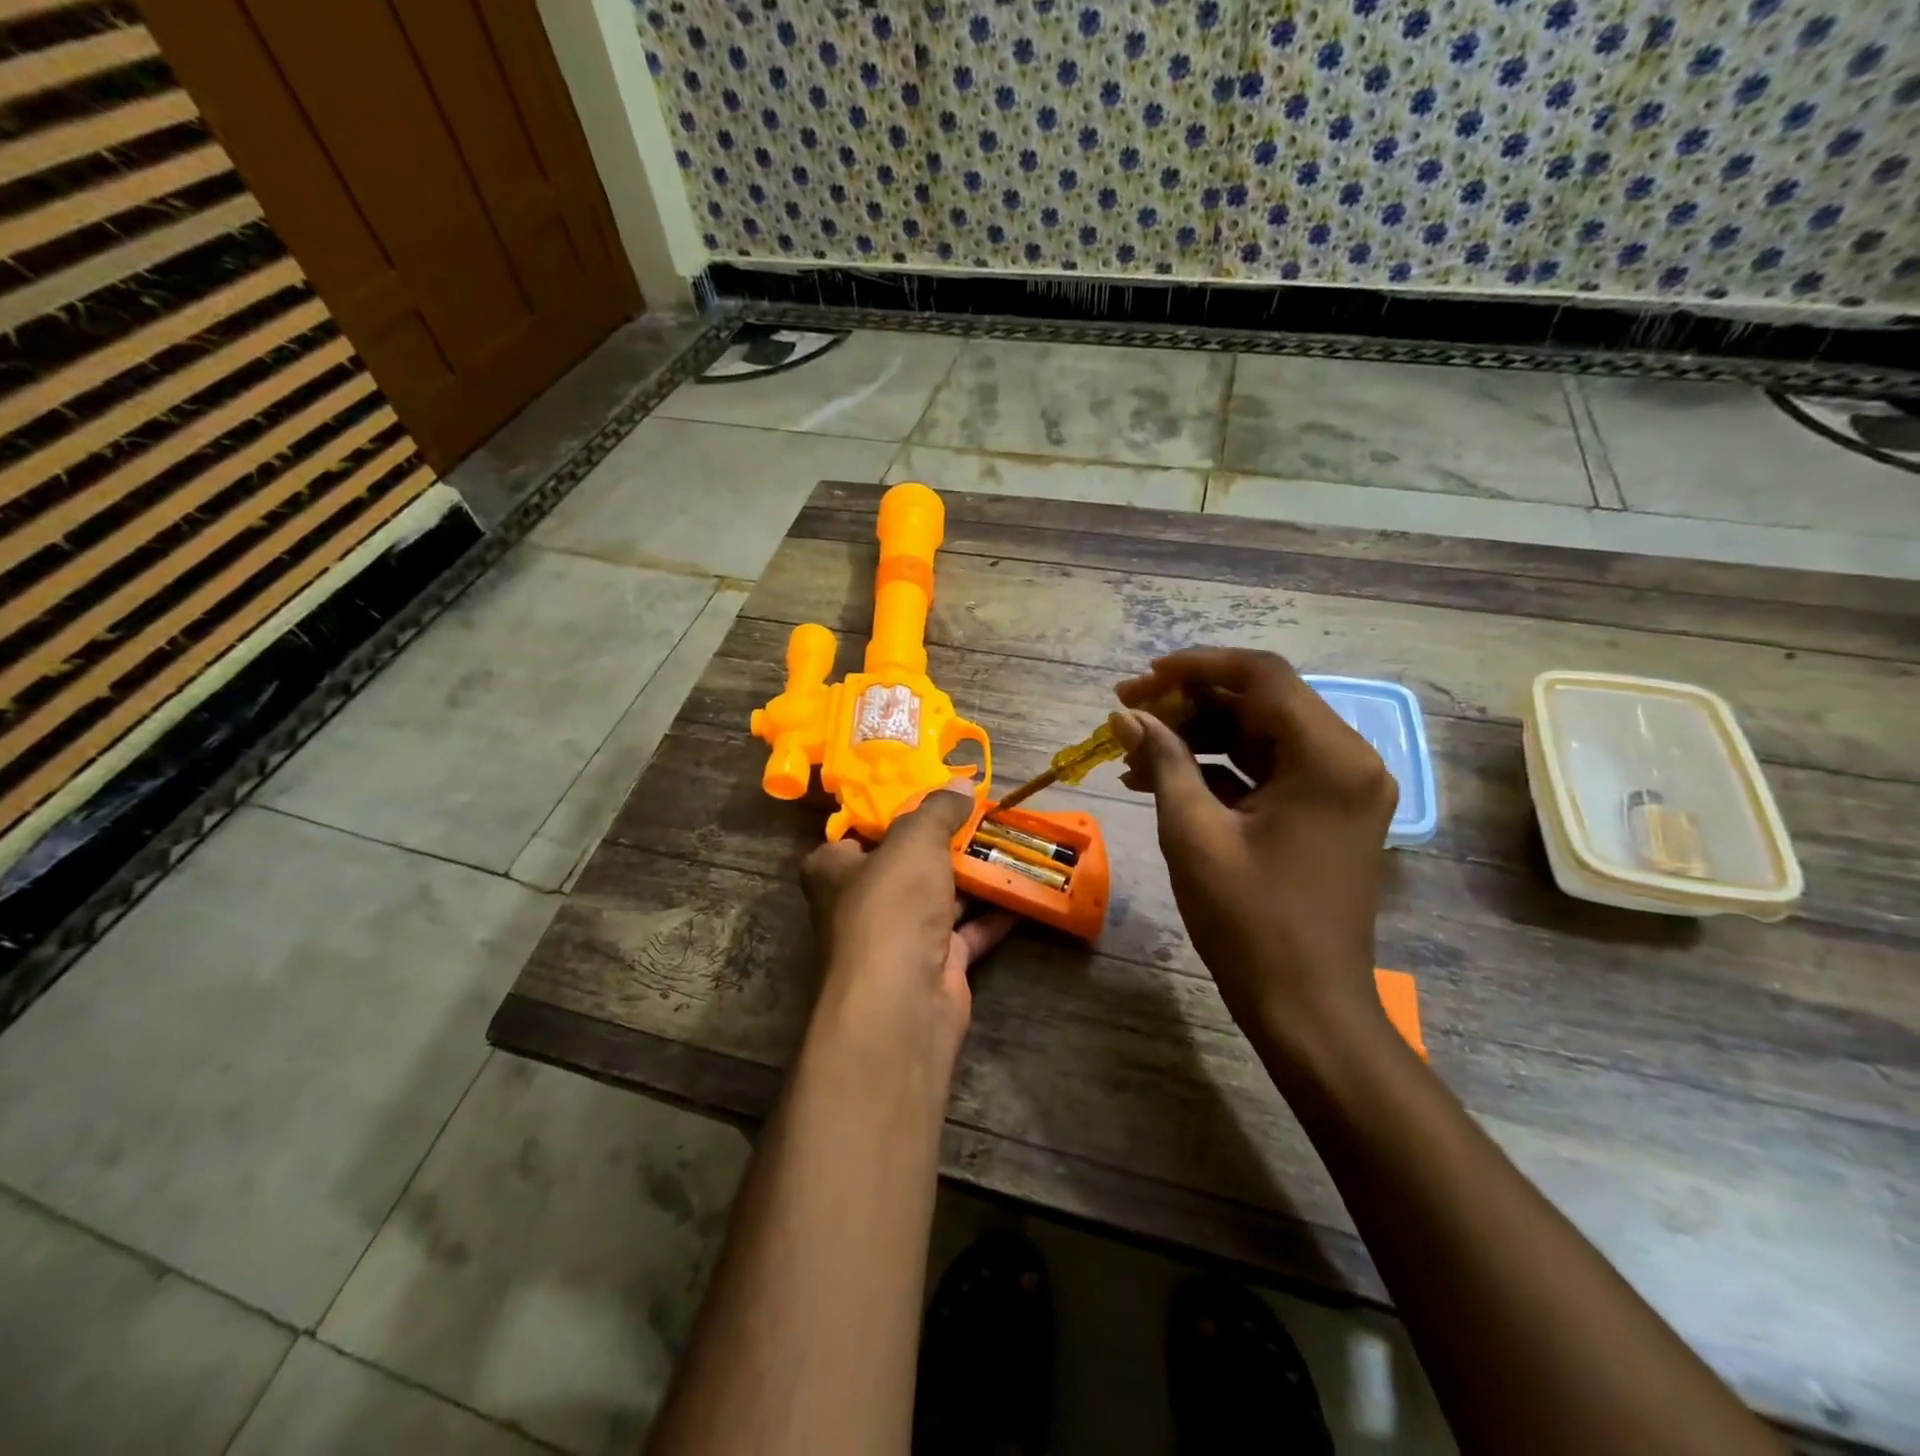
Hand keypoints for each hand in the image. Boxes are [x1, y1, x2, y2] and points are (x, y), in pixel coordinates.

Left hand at [800, 780, 1015, 1065]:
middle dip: (944, 843)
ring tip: (1010, 846)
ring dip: (973, 878)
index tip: (931, 795)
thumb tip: (960, 783)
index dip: (892, 812)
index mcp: (835, 870)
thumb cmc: (891, 906)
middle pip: (906, 865)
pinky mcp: (933, 966)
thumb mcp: (914, 840)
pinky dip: (992, 916)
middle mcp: (861, 903)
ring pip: (939, 898)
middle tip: (983, 816)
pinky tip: (1022, 894)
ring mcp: (898, 939)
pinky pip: (966, 933)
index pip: (858, 832)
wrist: (902, 1002)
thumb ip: (937, 810)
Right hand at [1111, 649, 1397, 1061]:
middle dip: (1189, 703)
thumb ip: (1163, 761)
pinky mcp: (1324, 814)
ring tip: (1132, 752)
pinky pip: (1267, 772)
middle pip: (1260, 702)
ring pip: (1259, 736)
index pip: (1262, 675)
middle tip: (1126, 714)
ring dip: (1197, 737)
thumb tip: (1127, 715)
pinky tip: (1161, 779)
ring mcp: (1339, 789)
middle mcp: (1346, 760)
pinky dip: (1217, 770)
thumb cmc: (1249, 922)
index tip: (1141, 680)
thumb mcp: (1193, 833)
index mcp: (1328, 756)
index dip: (1195, 667)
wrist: (1306, 1008)